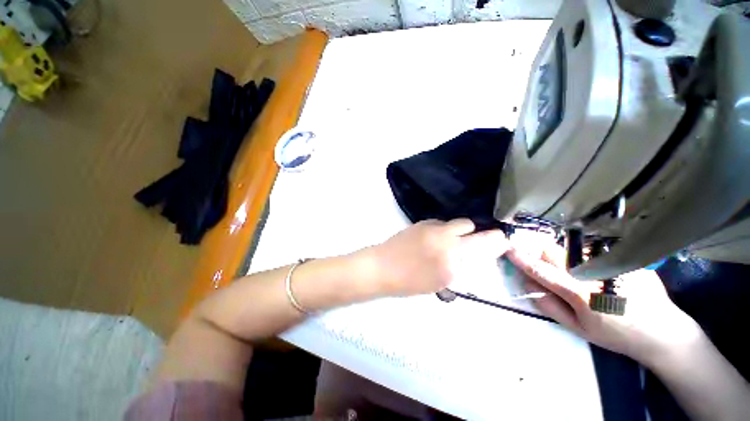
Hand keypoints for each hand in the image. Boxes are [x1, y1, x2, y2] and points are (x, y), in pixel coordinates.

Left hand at [363, 219, 508, 296]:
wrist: (382, 266)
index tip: (501, 241)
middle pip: (468, 225)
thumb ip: (459, 265)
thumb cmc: (409, 281)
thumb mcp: (440, 281)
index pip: (483, 242)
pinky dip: (442, 230)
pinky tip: (432, 241)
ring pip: (452, 223)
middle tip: (467, 245)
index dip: (496, 240)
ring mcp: (430, 226)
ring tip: (447, 244)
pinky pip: (439, 223)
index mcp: (451, 255)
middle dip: (473, 233)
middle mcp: (443, 236)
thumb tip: (470, 255)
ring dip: (456, 231)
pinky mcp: (420, 223)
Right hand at [506, 241, 701, 365]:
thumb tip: (527, 283)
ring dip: (564, 256)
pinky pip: (594, 251)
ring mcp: (614, 264)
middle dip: (542, 254)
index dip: (524, 260)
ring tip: (577, 274)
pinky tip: (599, 273)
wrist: (664, 333)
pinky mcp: (627, 259)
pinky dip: (585, 258)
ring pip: (573, 250)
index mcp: (583, 295)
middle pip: (556, 252)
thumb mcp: (578, 329)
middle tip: (545, 264)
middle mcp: (597, 274)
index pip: (544, 271)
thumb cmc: (617, 336)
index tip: (509, 249)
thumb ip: (549, 305)